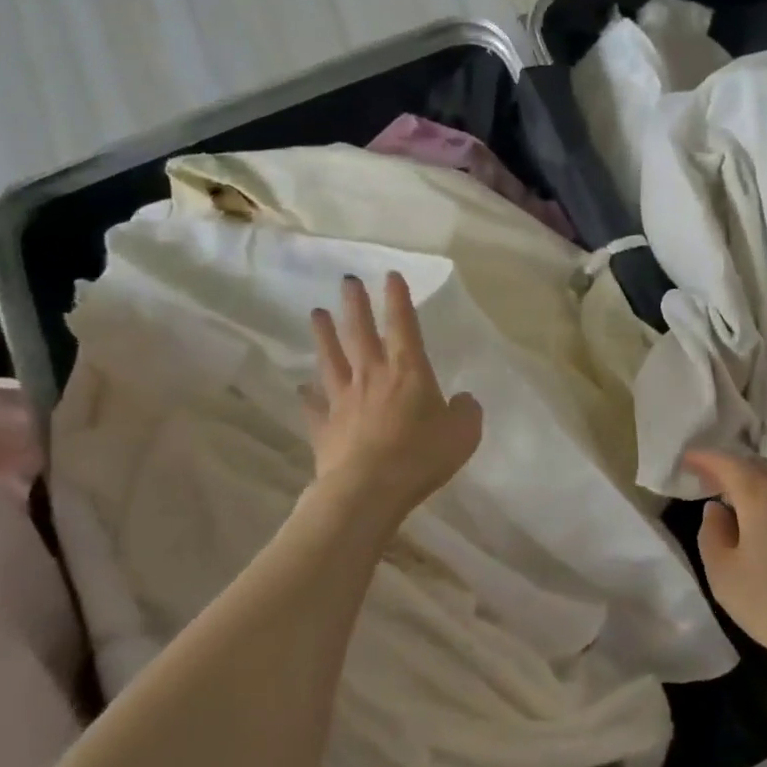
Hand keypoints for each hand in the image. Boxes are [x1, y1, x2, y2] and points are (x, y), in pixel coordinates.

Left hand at [303, 272, 482, 517]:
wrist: (369, 490)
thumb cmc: (421, 456)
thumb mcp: (463, 433)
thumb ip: (466, 411)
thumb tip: (462, 400)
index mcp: (408, 371)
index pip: (403, 325)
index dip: (397, 299)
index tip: (390, 276)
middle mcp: (372, 376)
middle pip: (360, 333)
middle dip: (354, 304)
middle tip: (346, 281)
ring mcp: (343, 401)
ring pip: (331, 360)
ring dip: (324, 336)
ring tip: (316, 314)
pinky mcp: (325, 428)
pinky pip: (314, 407)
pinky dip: (307, 396)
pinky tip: (301, 388)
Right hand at [687, 451, 766, 682]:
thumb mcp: (725, 576)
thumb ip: (712, 535)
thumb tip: (716, 510)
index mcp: (760, 496)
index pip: (727, 463)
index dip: (704, 458)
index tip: (686, 459)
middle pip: (756, 467)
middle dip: (730, 468)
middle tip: (708, 481)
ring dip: (753, 488)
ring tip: (734, 506)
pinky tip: (766, 530)